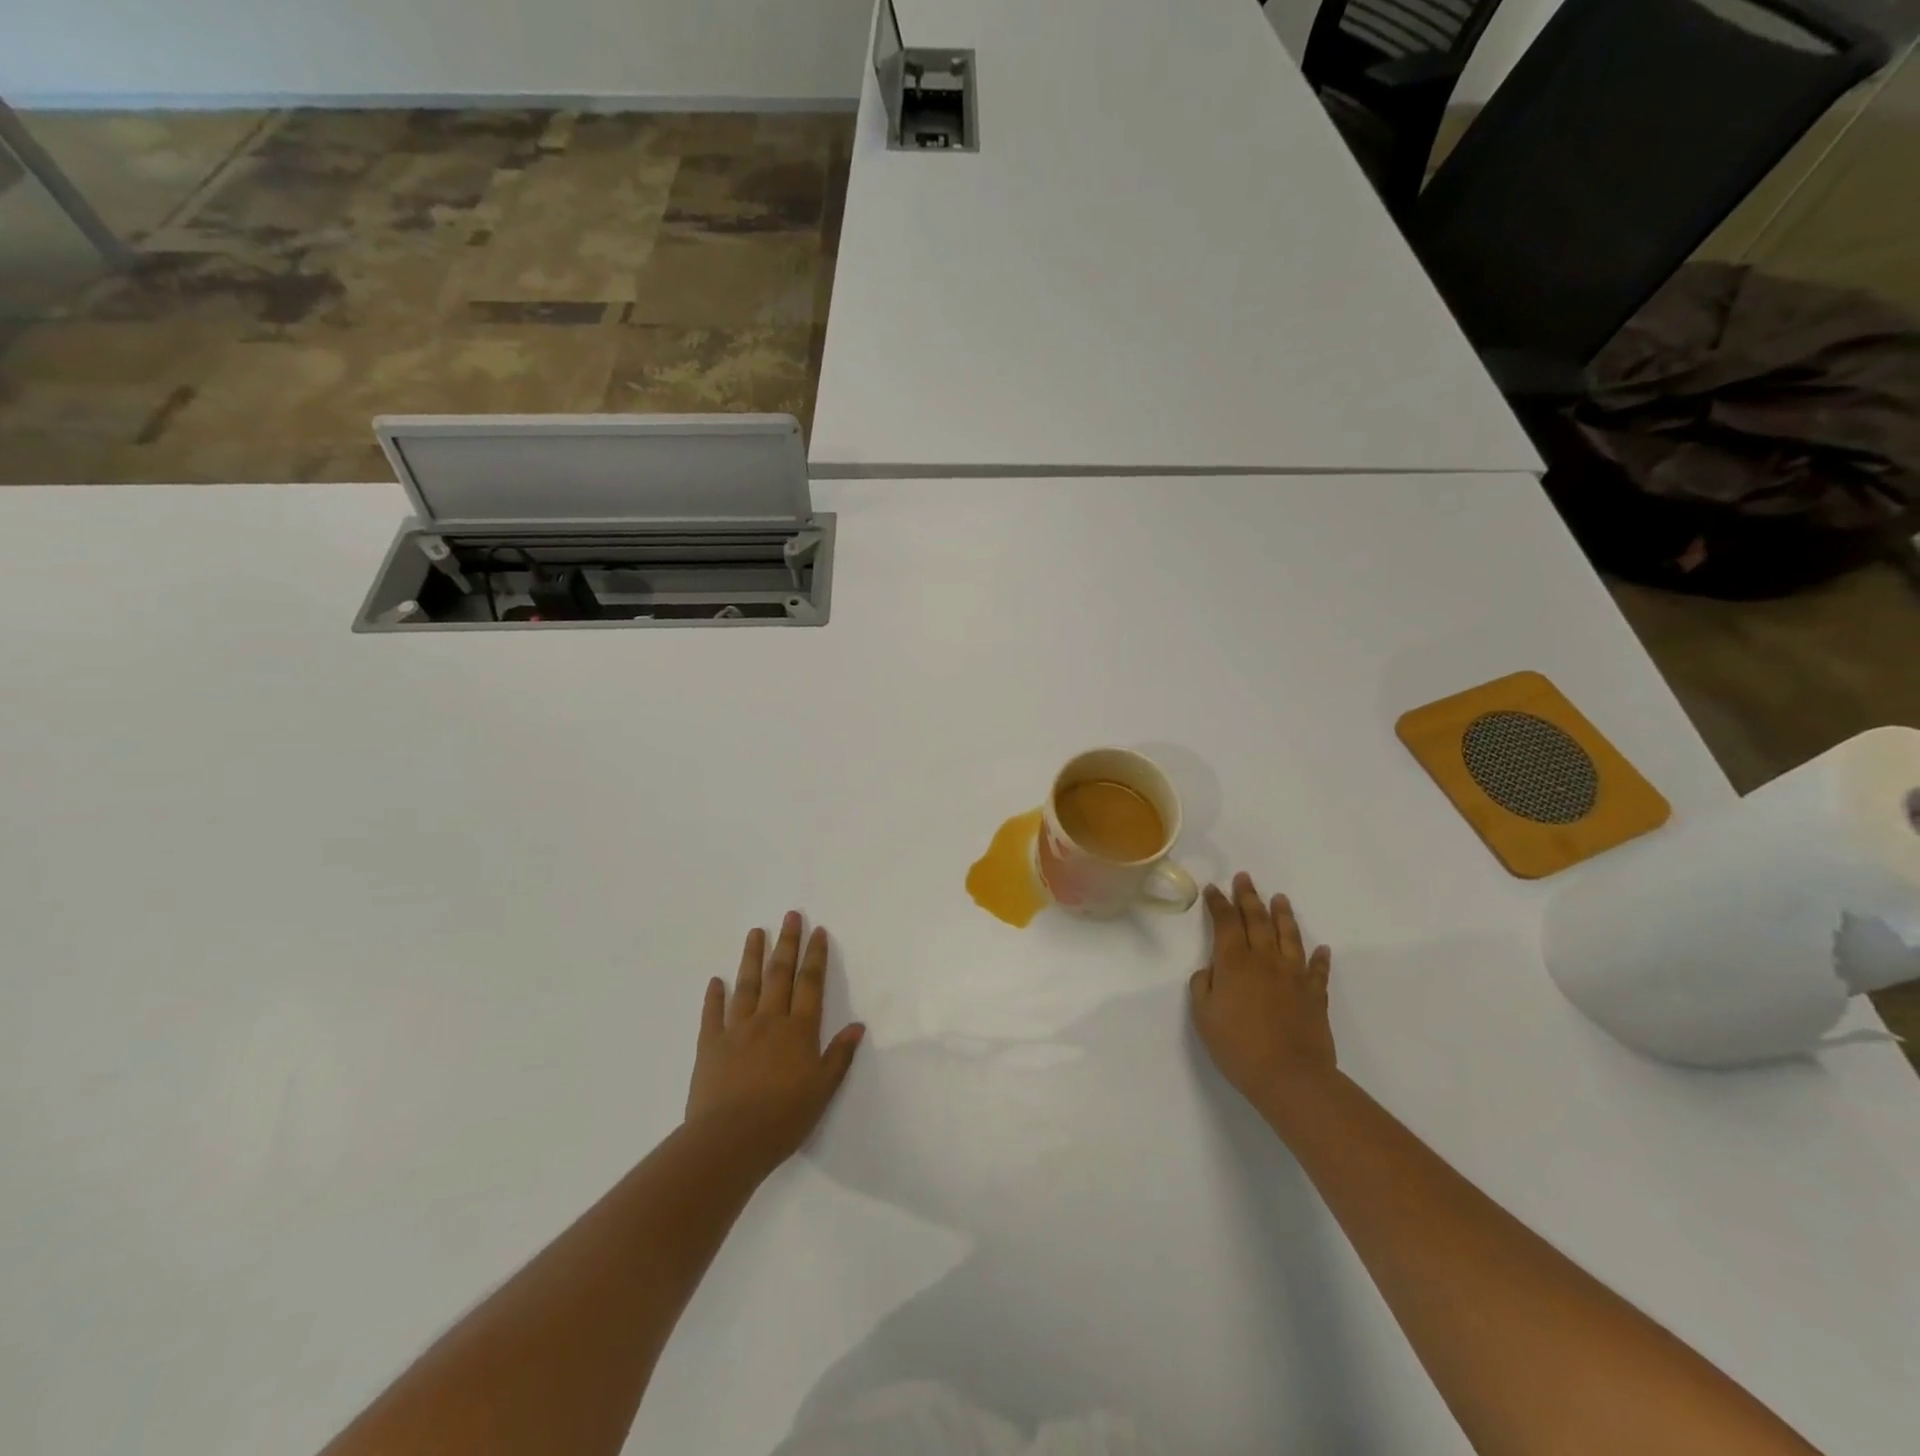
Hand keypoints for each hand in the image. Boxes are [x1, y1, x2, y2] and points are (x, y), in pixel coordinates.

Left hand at [685, 912, 864, 1177]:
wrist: (729, 1141)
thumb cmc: (783, 1118)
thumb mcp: (823, 1090)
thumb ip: (839, 1056)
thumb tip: (858, 1025)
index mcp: (799, 1030)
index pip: (810, 983)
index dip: (815, 956)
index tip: (818, 930)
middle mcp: (769, 1021)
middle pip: (780, 974)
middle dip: (787, 943)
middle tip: (790, 915)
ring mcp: (736, 1030)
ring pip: (746, 985)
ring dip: (752, 956)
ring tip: (755, 931)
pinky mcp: (710, 1046)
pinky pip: (712, 1014)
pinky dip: (714, 996)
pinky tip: (715, 981)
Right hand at [1190, 872, 1335, 1110]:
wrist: (1290, 1076)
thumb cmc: (1238, 1046)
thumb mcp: (1204, 1016)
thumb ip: (1203, 986)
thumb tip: (1211, 970)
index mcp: (1234, 963)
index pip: (1226, 923)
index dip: (1219, 904)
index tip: (1213, 889)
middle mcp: (1265, 960)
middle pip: (1257, 920)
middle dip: (1248, 897)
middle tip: (1245, 878)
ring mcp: (1293, 976)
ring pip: (1288, 936)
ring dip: (1282, 915)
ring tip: (1280, 898)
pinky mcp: (1314, 996)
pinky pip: (1318, 971)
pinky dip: (1319, 958)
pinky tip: (1321, 949)